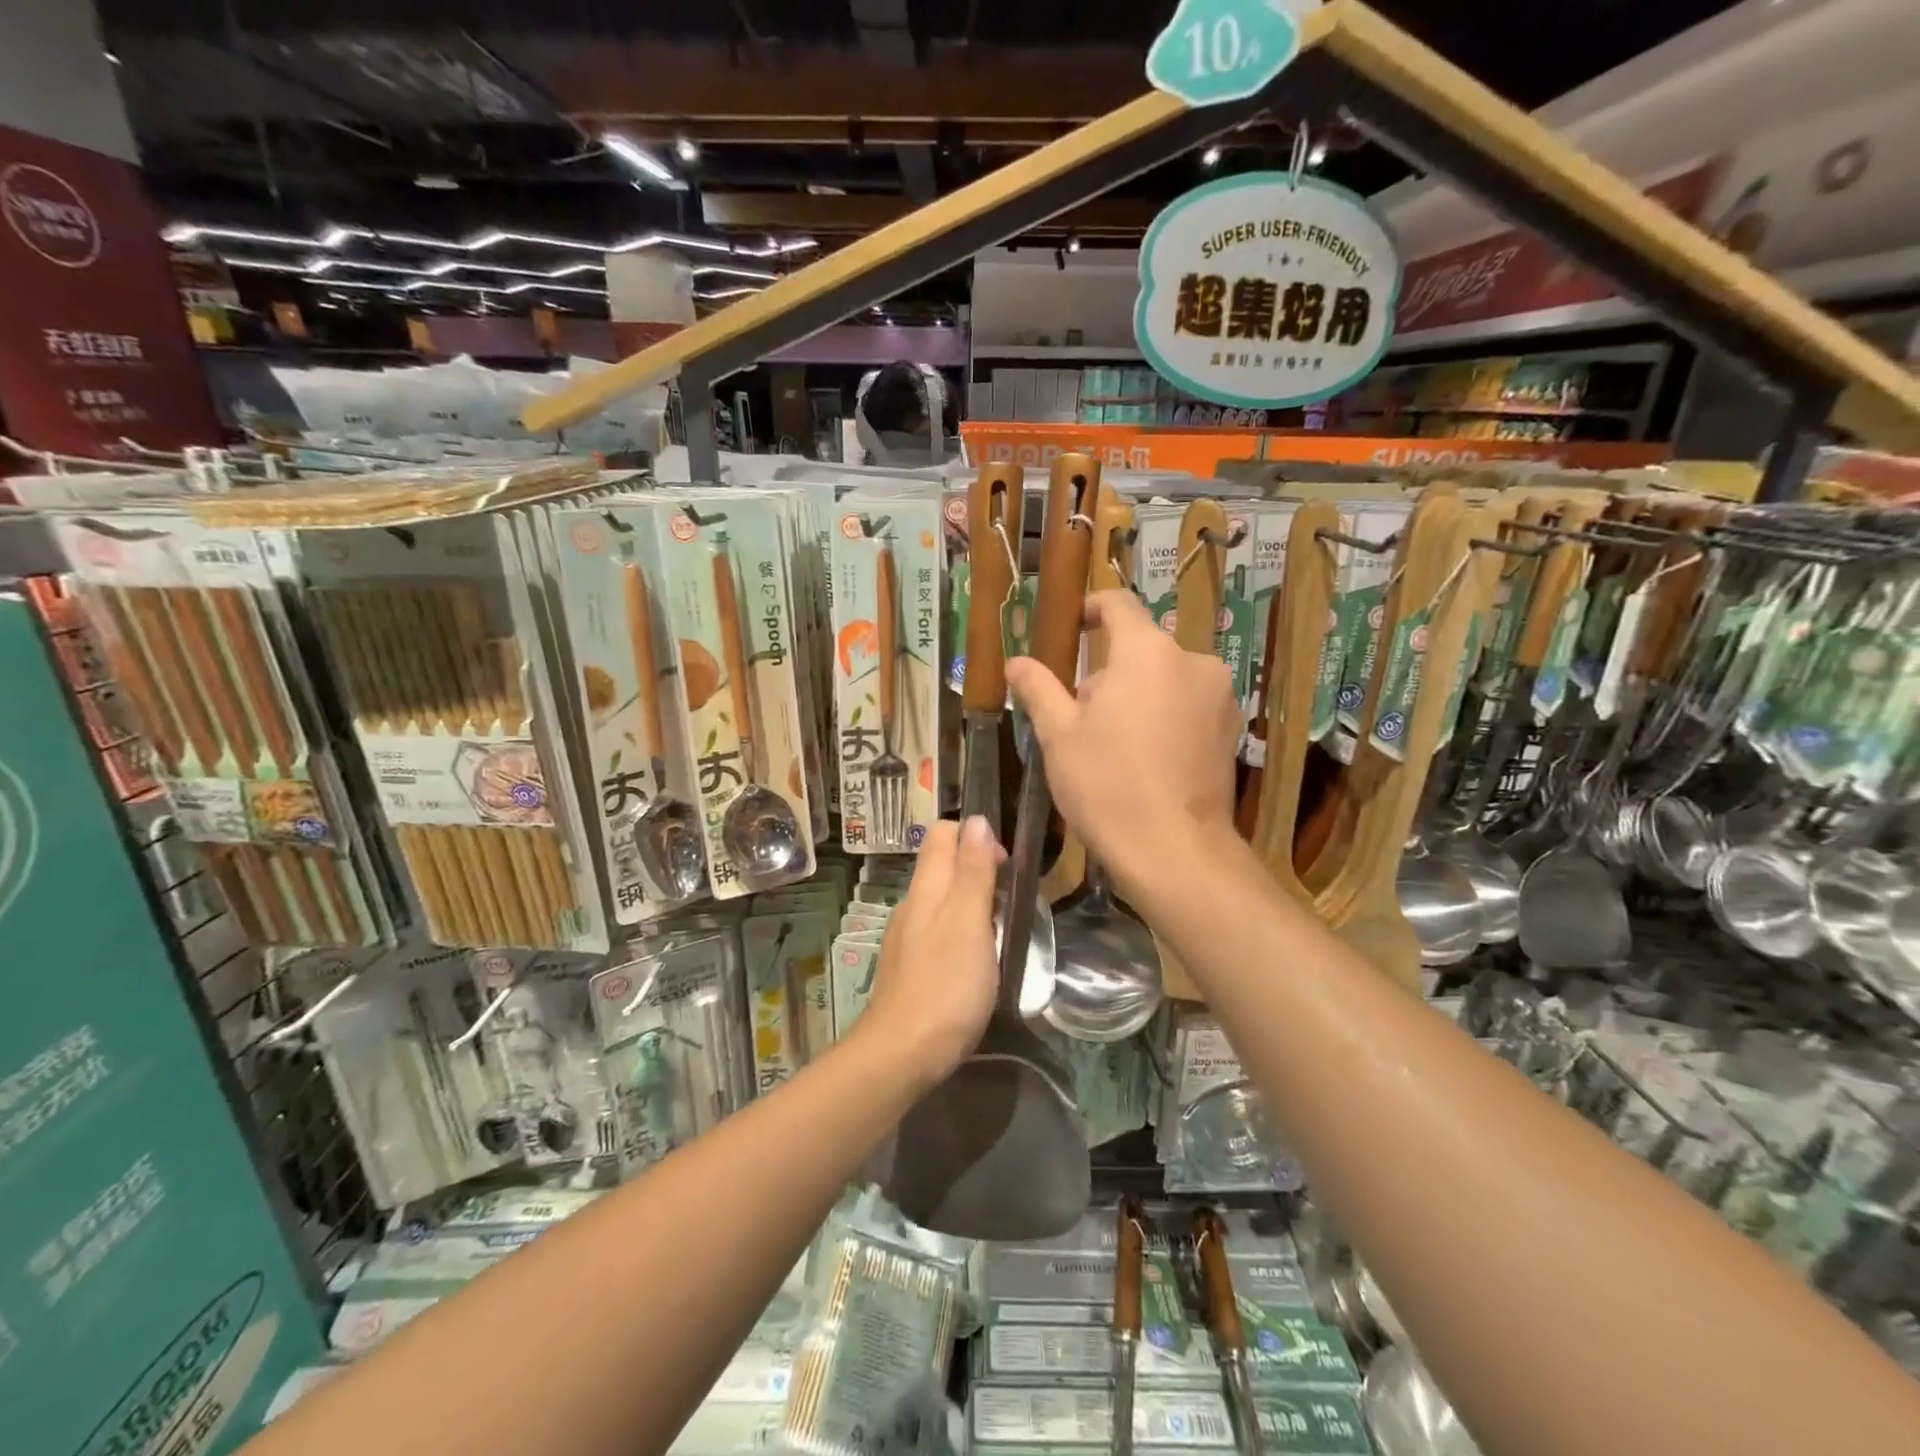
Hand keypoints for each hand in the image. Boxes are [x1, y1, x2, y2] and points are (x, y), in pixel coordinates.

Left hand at [855, 816, 1004, 1081]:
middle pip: (942, 864)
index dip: (975, 836)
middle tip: (1010, 899)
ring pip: (942, 899)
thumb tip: (976, 820)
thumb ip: (973, 870)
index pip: (943, 834)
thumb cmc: (946, 983)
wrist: (904, 1052)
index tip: (1005, 864)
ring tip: (1000, 928)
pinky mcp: (911, 966)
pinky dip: (962, 930)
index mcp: (927, 887)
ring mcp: (908, 936)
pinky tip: (977, 958)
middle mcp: (913, 904)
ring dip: (972, 900)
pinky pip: (939, 930)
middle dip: (977, 867)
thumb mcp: (969, 920)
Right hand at [1006, 590, 1240, 885]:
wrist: (1174, 850)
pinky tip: (1149, 760)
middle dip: (1109, 673)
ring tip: (1116, 745)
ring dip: (1139, 696)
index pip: (1118, 604)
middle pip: (1141, 650)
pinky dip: (1166, 717)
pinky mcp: (1233, 728)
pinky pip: (1190, 705)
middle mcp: (1192, 661)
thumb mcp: (1059, 735)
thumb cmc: (1106, 784)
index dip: (1091, 609)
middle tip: (1081, 717)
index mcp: (1147, 652)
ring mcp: (1220, 695)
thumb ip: (1038, 688)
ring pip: (1166, 679)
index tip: (1071, 628)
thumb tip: (1016, 661)